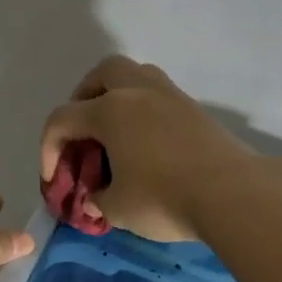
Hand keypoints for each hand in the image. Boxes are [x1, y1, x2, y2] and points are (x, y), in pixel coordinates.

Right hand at [44, 57, 281, 281]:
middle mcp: (137, 91)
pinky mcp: (194, 108)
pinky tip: (144, 139)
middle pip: (102, 73)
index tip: (54, 179)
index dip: (49, 148)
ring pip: (135, 74)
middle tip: (82, 129)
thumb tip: (95, 195)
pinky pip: (157, 93)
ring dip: (116, 95)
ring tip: (114, 129)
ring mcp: (170, 95)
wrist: (233, 194)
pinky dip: (142, 107)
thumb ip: (96, 198)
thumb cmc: (164, 199)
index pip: (62, 119)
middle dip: (83, 98)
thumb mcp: (117, 208)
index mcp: (109, 111)